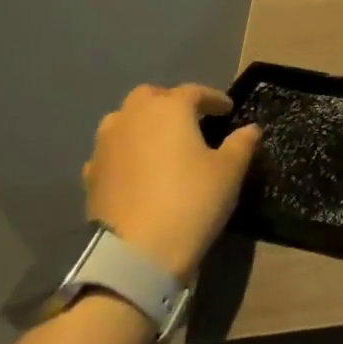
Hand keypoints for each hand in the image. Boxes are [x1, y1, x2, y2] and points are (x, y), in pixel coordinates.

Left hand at [82, 84, 260, 280]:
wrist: (138, 251)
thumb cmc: (192, 201)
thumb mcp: (229, 172)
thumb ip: (241, 144)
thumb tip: (250, 129)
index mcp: (169, 109)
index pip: (194, 92)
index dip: (214, 98)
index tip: (228, 109)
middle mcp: (133, 117)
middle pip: (151, 97)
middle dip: (172, 102)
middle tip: (192, 120)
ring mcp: (106, 144)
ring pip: (125, 119)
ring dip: (144, 123)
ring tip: (163, 142)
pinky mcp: (91, 172)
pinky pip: (112, 150)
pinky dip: (127, 152)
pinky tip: (139, 169)